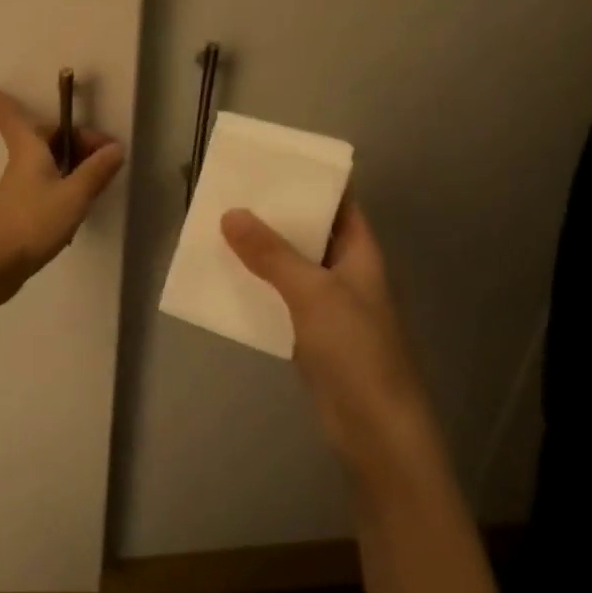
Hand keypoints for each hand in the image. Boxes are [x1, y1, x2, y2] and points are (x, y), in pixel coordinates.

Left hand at [0, 85, 125, 297]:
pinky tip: (81, 207)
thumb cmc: (31, 223)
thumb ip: (96, 172)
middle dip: (75, 139)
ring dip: (75, 165)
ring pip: (50, 162)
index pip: (7, 114)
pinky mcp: (22, 209)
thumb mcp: (74, 196)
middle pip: (45, 137)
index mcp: (28, 148)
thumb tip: (115, 148)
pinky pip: (48, 184)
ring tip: (98, 186)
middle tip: (106, 159)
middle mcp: (21, 162)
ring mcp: (19, 187)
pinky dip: (67, 186)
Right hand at [220, 202, 437, 478]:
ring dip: (260, 250)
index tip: (269, 164)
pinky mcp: (310, 334)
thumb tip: (230, 214)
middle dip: (274, 214)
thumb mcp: (312, 293)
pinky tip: (224, 278)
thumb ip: (271, 254)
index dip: (309, 181)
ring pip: (290, 265)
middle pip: (309, 232)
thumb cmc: (355, 350)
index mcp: (361, 253)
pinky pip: (279, 297)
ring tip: (217, 228)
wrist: (374, 428)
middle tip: (230, 192)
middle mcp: (346, 272)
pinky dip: (256, 285)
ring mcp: (328, 305)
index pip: (339, 203)